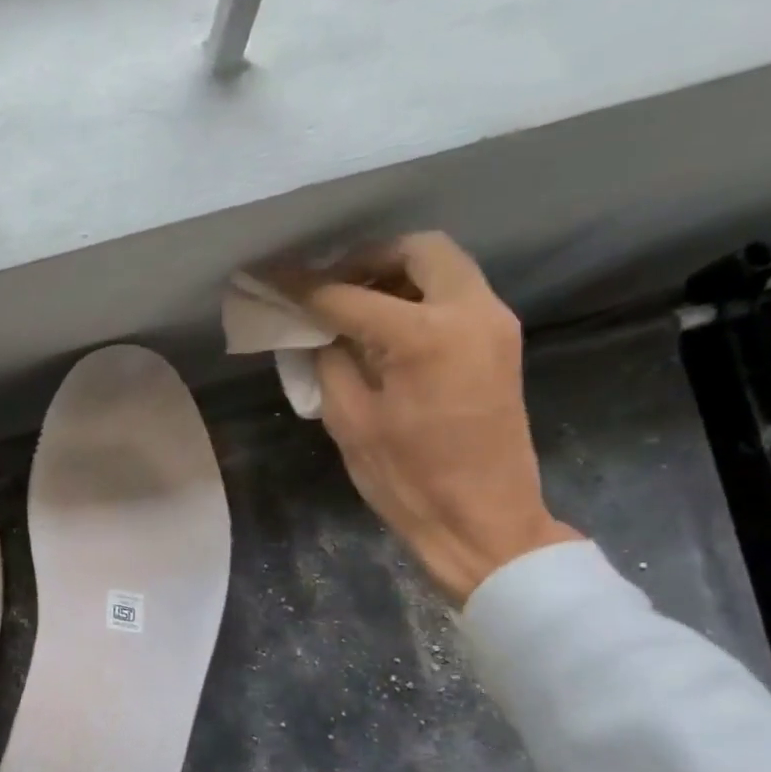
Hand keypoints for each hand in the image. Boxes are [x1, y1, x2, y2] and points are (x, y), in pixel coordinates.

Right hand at [300, 231, 580, 606]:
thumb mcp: (350, 420)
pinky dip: (418, 294)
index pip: (348, 295)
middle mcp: (470, 312)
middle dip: (365, 260)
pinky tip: (385, 326)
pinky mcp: (501, 341)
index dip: (302, 286)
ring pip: (443, 266)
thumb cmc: (408, 479)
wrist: (483, 520)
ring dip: (395, 274)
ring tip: (353, 305)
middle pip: (417, 250)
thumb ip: (329, 360)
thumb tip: (317, 329)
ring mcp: (494, 324)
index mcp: (425, 336)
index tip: (269, 277)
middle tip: (329, 287)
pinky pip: (456, 294)